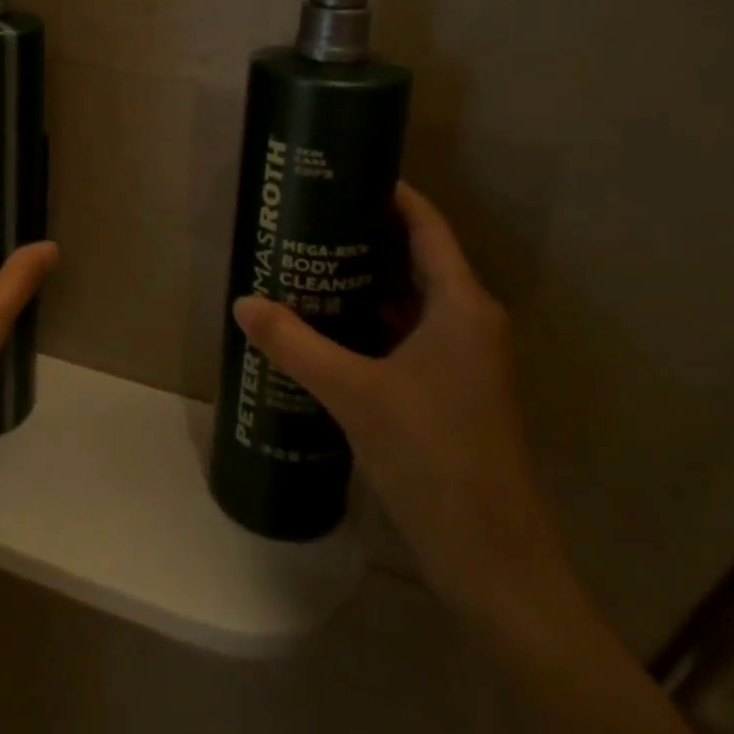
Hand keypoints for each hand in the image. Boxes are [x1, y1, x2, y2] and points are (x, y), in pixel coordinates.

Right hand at [232, 183, 560, 613]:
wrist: (491, 559)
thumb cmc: (432, 456)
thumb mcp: (353, 393)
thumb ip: (295, 343)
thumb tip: (242, 303)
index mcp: (461, 305)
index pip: (427, 226)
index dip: (392, 194)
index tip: (345, 174)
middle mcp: (469, 321)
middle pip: (416, 258)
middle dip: (365, 236)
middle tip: (309, 218)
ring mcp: (464, 358)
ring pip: (411, 300)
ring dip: (366, 282)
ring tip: (308, 264)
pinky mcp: (452, 389)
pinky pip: (409, 335)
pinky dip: (372, 322)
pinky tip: (328, 326)